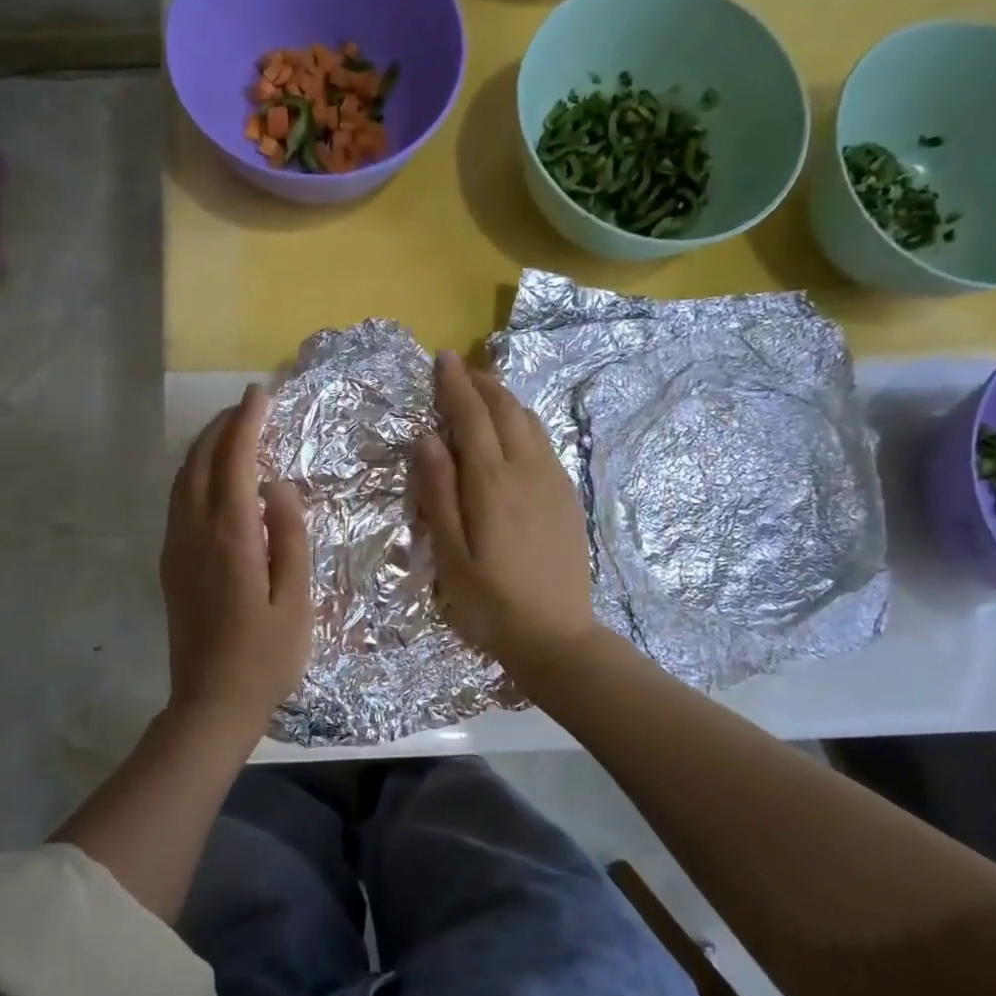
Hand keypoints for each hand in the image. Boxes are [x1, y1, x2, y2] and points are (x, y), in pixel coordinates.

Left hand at [161, 385, 312, 730]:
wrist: (210, 703)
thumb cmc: (265, 656)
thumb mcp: (295, 600)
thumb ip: (290, 537)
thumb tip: (277, 486)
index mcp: (231, 538)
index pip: (234, 462)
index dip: (247, 424)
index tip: (261, 395)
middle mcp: (195, 533)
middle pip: (200, 462)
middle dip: (222, 427)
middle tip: (249, 406)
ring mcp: (176, 548)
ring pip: (182, 479)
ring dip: (204, 447)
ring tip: (231, 431)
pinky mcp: (169, 565)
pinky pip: (177, 501)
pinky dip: (193, 474)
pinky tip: (210, 477)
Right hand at [412, 351, 596, 677]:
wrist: (557, 637)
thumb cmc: (490, 604)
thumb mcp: (450, 555)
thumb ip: (438, 493)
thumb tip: (428, 438)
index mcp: (492, 483)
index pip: (472, 417)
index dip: (454, 385)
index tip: (442, 357)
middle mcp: (527, 471)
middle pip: (506, 410)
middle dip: (481, 383)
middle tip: (460, 367)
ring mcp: (554, 483)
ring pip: (530, 422)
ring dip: (505, 398)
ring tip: (485, 389)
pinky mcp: (567, 498)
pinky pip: (545, 443)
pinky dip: (524, 422)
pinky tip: (516, 430)